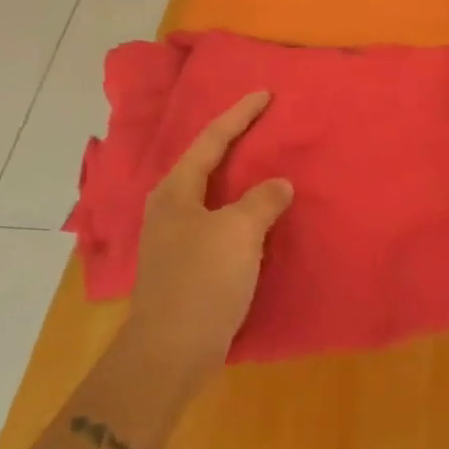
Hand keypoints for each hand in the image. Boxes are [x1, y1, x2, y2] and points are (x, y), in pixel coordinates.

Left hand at [126, 91, 292, 376]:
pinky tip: (260, 217)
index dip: (240, 115)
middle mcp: (170, 207)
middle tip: (265, 125)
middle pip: (207, 162)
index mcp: (176, 190)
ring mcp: (175, 237)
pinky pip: (219, 221)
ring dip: (239, 178)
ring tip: (266, 165)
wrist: (169, 355)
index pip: (212, 139)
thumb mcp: (239, 233)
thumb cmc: (202, 283)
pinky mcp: (186, 265)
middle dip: (236, 142)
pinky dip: (241, 210)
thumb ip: (262, 201)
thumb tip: (278, 185)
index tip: (265, 94)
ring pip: (213, 193)